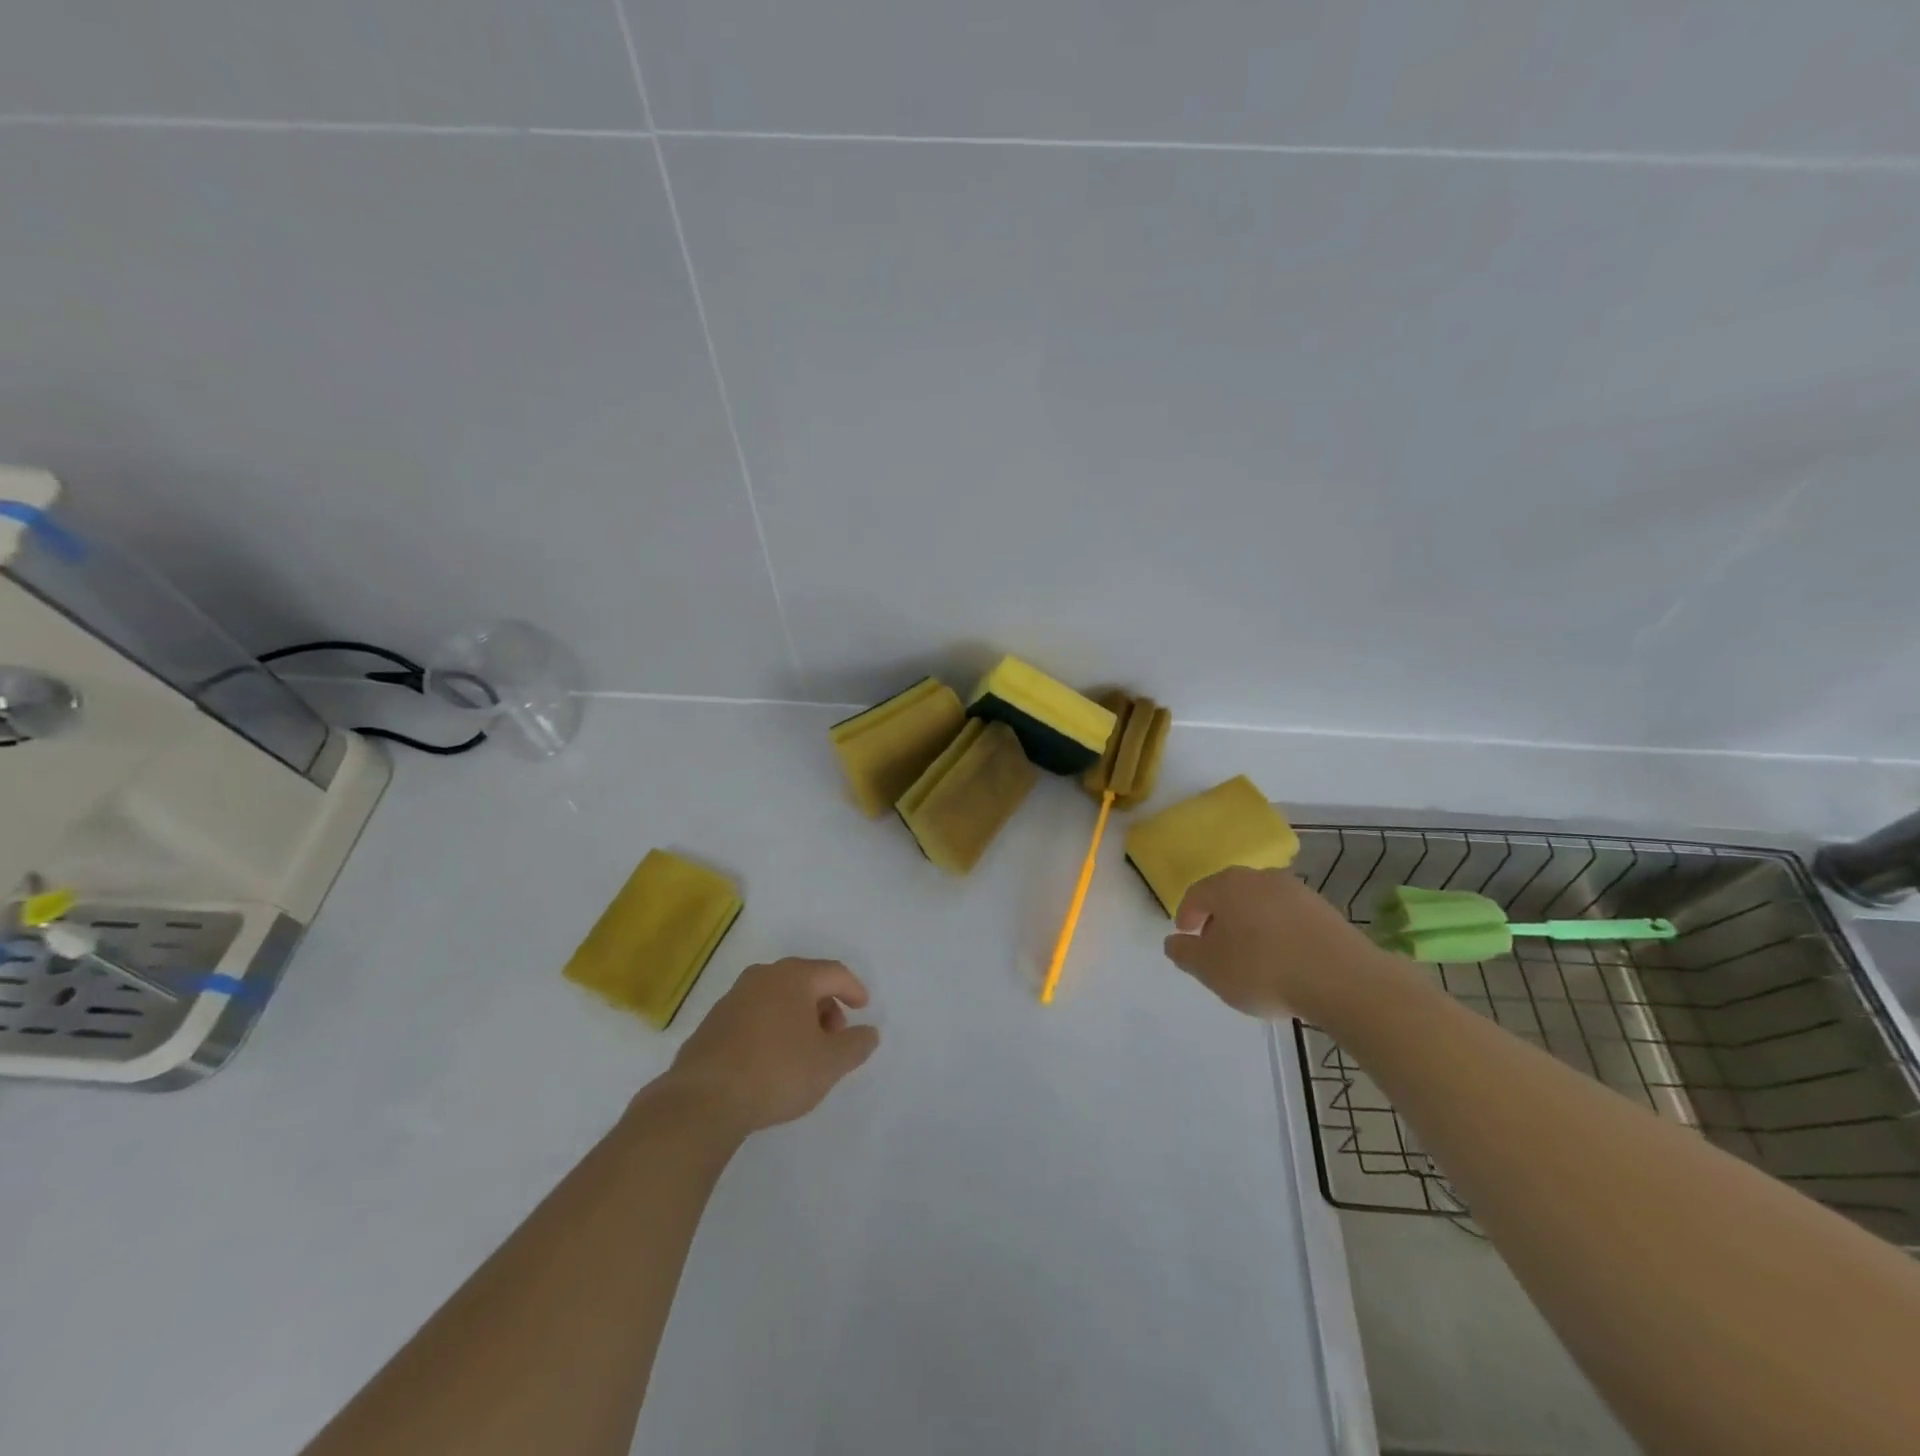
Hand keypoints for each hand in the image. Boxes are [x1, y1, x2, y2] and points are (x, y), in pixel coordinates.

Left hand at [663, 958, 879, 1135]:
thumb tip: (869, 1033)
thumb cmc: (777, 1071)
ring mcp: (732, 998)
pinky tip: (771, 1060)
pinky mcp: (712, 1024)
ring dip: (797, 1017)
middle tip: (834, 1035)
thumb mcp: (830, 1063)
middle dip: (825, 1005)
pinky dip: (771, 1028)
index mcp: (793, 977)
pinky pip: (754, 1016)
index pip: (833, 972)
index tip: (863, 1008)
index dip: (853, 989)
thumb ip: (856, 1045)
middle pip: (804, 981)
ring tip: (804, 1051)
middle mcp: (762, 977)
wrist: (703, 1099)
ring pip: (776, 998)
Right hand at [1163, 866, 1389, 1019]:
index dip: (1186, 915)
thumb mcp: (1210, 969)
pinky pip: (1289, 919)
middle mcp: (1260, 877)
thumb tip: (1174, 941)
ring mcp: (1297, 891)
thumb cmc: (1263, 969)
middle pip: (1230, 895)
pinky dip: (1279, 934)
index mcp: (1227, 884)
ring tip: (1252, 958)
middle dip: (1220, 919)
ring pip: (1261, 905)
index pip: (1196, 894)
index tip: (1186, 937)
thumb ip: (1185, 953)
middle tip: (1216, 948)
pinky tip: (1283, 961)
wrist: (1343, 979)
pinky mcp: (1325, 910)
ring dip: (1252, 926)